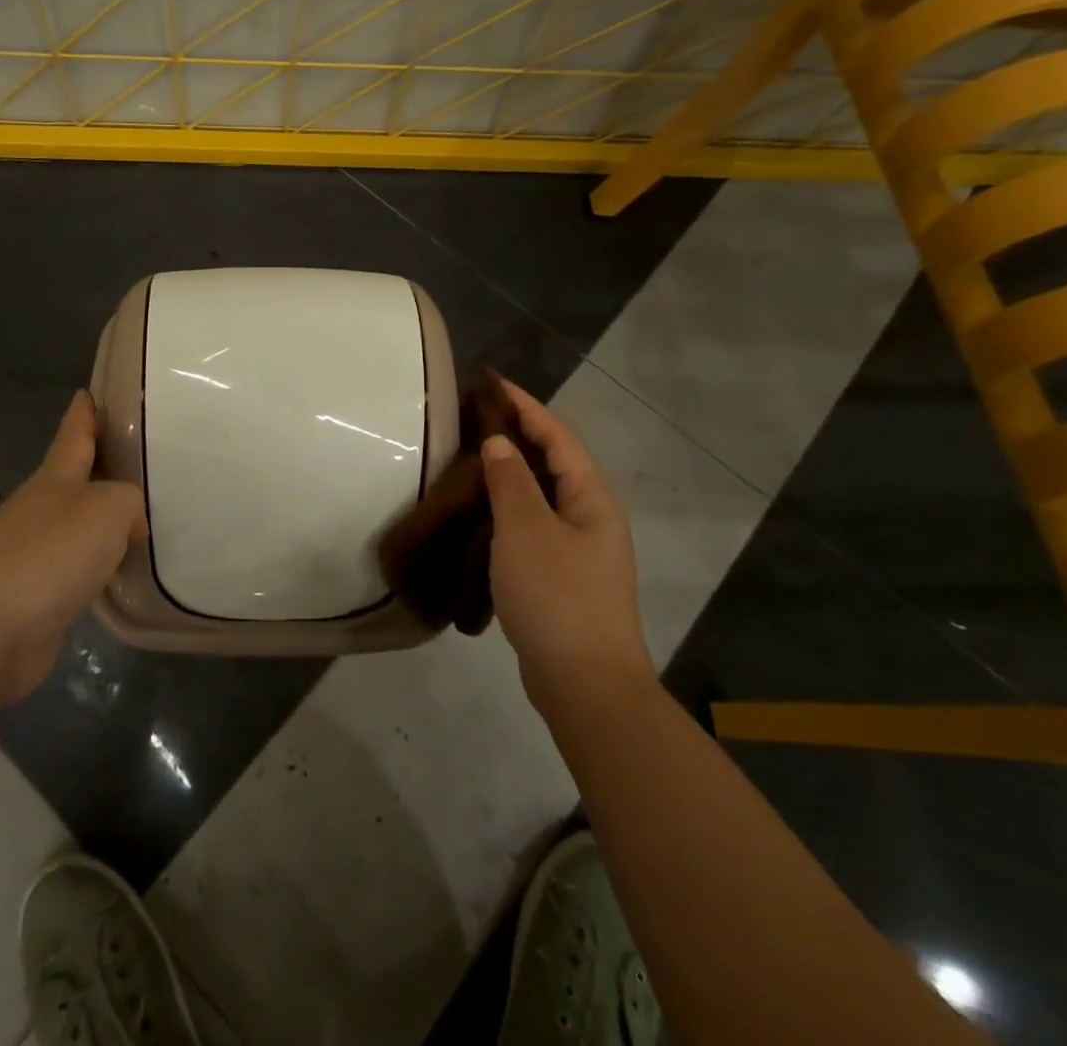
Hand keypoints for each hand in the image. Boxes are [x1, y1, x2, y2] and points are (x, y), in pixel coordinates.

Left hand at [0, 392, 145, 705]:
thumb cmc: (49, 554)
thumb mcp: (107, 510)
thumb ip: (128, 503)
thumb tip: (128, 524)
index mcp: (55, 478)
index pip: (74, 433)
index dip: (85, 412)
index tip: (92, 391)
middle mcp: (42, 509)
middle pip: (77, 479)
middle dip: (103, 468)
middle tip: (144, 459)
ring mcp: (34, 554)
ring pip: (79, 527)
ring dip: (105, 522)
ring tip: (145, 518)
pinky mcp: (36, 596)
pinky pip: (78, 570)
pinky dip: (100, 567)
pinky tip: (122, 574)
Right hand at [482, 378, 651, 711]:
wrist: (585, 683)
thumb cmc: (556, 595)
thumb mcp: (525, 529)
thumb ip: (511, 481)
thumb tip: (500, 443)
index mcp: (592, 497)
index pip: (557, 437)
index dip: (526, 406)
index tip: (493, 383)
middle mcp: (592, 516)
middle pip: (554, 462)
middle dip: (519, 434)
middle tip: (476, 416)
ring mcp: (581, 549)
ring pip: (543, 494)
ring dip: (512, 472)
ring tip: (473, 456)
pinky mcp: (564, 576)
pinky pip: (535, 523)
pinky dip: (510, 506)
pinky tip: (483, 511)